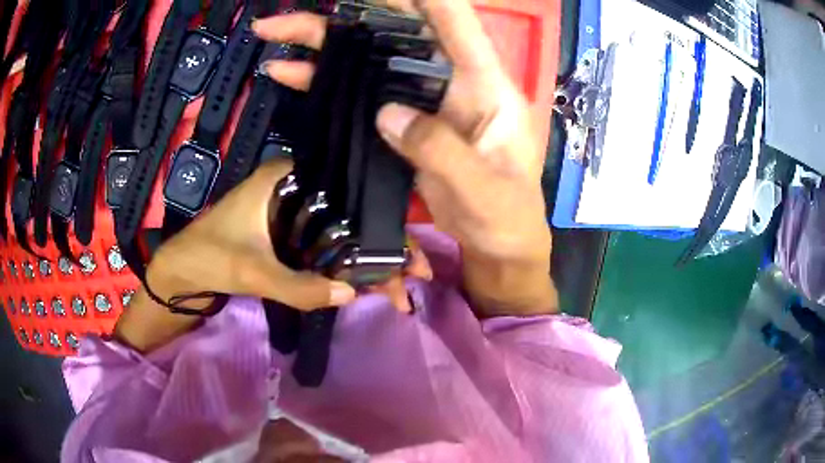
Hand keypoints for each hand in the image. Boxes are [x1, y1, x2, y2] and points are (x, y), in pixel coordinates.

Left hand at [116, 159, 430, 351]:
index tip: (408, 253)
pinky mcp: (289, 234)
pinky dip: (345, 266)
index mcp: (285, 177)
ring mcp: (293, 212)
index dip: (381, 221)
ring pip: (342, 233)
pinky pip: (326, 248)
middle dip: (383, 247)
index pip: (347, 191)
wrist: (180, 272)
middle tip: (414, 277)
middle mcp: (295, 188)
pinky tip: (367, 284)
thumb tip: (352, 294)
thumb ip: (299, 285)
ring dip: (367, 260)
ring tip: (398, 289)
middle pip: (351, 214)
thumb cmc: (207, 257)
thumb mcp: (251, 271)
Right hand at [253, 0, 556, 315]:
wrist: (495, 244)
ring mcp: (422, 99)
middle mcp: (451, 79)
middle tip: (293, 12)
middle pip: (397, 30)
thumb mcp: (483, 189)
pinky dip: (323, 83)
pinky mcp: (401, 121)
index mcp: (486, 85)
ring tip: (273, 32)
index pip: (455, 20)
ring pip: (369, 57)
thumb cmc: (506, 217)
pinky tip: (288, 75)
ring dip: (322, 42)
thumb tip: (386, 113)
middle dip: (348, 14)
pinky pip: (358, 93)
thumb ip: (440, 150)